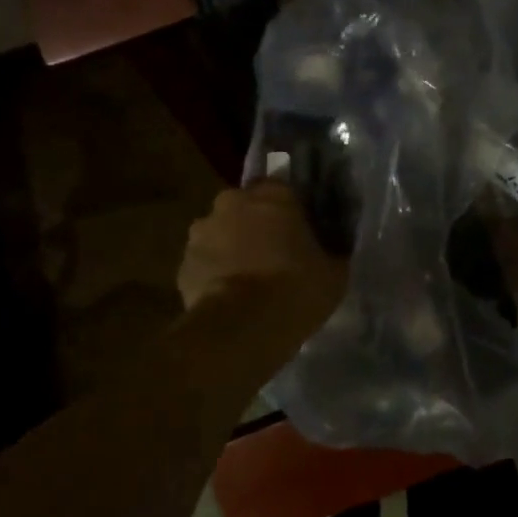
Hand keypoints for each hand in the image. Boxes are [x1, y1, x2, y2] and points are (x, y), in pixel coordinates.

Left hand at [177, 181, 348, 355]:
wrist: (242, 327)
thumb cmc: (296, 288)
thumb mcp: (334, 271)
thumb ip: (331, 251)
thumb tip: (333, 249)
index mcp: (274, 194)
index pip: (283, 189)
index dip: (291, 211)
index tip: (300, 231)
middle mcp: (233, 201)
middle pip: (247, 207)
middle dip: (257, 224)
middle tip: (274, 253)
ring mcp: (202, 231)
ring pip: (222, 233)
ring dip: (233, 247)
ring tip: (249, 279)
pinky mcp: (183, 263)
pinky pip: (205, 262)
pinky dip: (215, 273)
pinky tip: (230, 297)